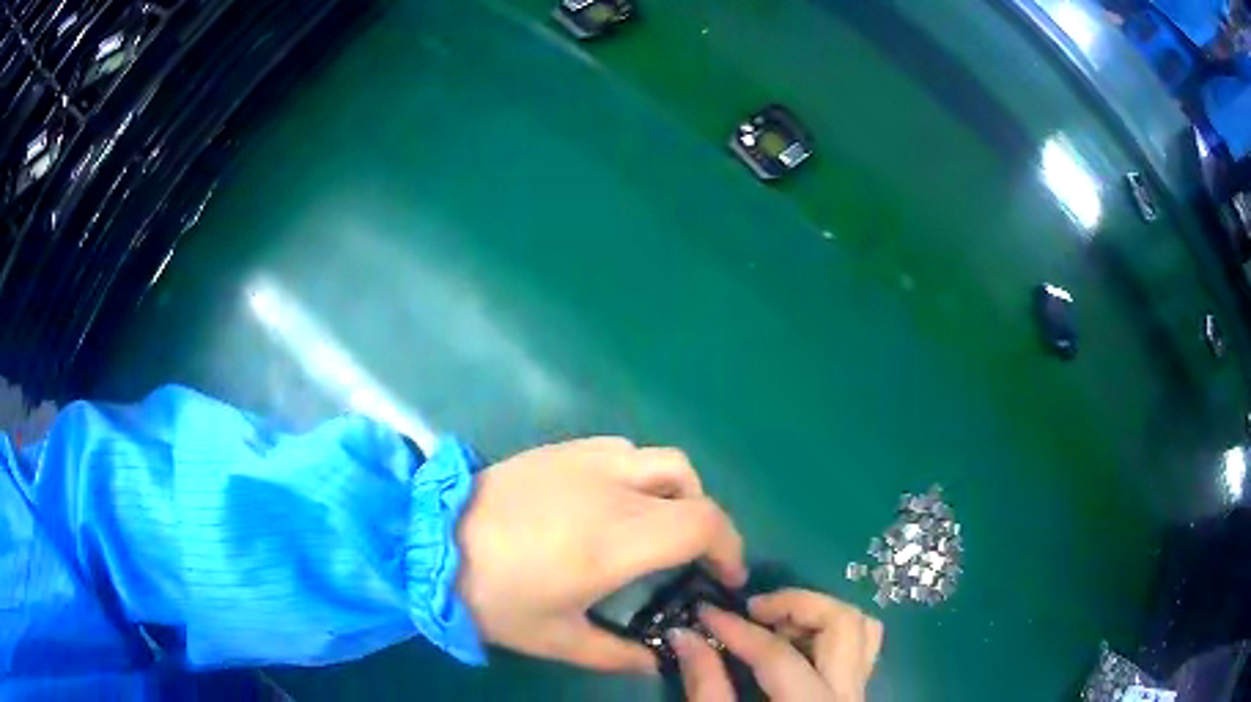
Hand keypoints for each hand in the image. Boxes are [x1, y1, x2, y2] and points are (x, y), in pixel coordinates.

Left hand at [455, 437, 746, 671]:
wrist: (428, 543)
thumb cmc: (494, 597)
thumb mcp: (557, 639)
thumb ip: (617, 655)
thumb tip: (657, 665)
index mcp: (616, 541)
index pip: (703, 524)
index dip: (728, 547)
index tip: (724, 576)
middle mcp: (611, 490)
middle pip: (693, 487)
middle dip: (709, 524)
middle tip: (695, 558)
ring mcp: (585, 461)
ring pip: (662, 460)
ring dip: (678, 492)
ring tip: (659, 526)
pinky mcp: (561, 449)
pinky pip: (624, 450)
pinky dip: (641, 473)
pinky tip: (616, 500)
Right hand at [671, 589, 882, 700]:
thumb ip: (706, 685)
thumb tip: (686, 635)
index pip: (779, 655)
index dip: (737, 629)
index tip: (705, 612)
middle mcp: (847, 696)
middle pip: (844, 624)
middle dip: (797, 604)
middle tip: (753, 609)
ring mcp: (858, 693)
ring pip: (862, 629)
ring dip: (819, 614)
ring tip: (776, 623)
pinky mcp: (856, 693)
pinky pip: (859, 645)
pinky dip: (828, 631)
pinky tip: (793, 644)